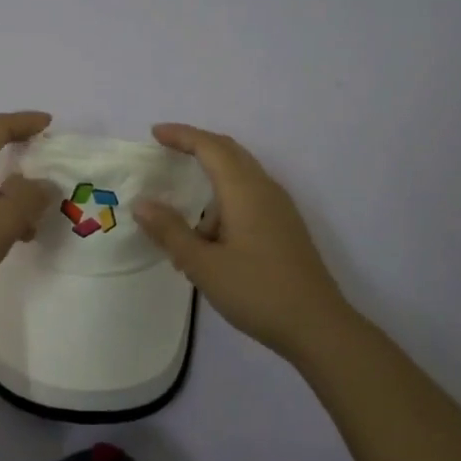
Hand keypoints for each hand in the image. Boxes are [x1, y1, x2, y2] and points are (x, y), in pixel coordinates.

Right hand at [131, 123, 354, 362]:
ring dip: (210, 183)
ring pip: (240, 176)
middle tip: (167, 150)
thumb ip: (170, 231)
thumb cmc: (257, 291)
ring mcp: (279, 208)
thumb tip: (142, 204)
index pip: (209, 147)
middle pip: (228, 152)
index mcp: (244, 190)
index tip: (154, 133)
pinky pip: (249, 197)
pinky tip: (210, 239)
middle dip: (197, 146)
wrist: (318, 327)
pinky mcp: (285, 227)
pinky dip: (224, 202)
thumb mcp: (203, 265)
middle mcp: (264, 189)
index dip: (181, 135)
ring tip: (182, 221)